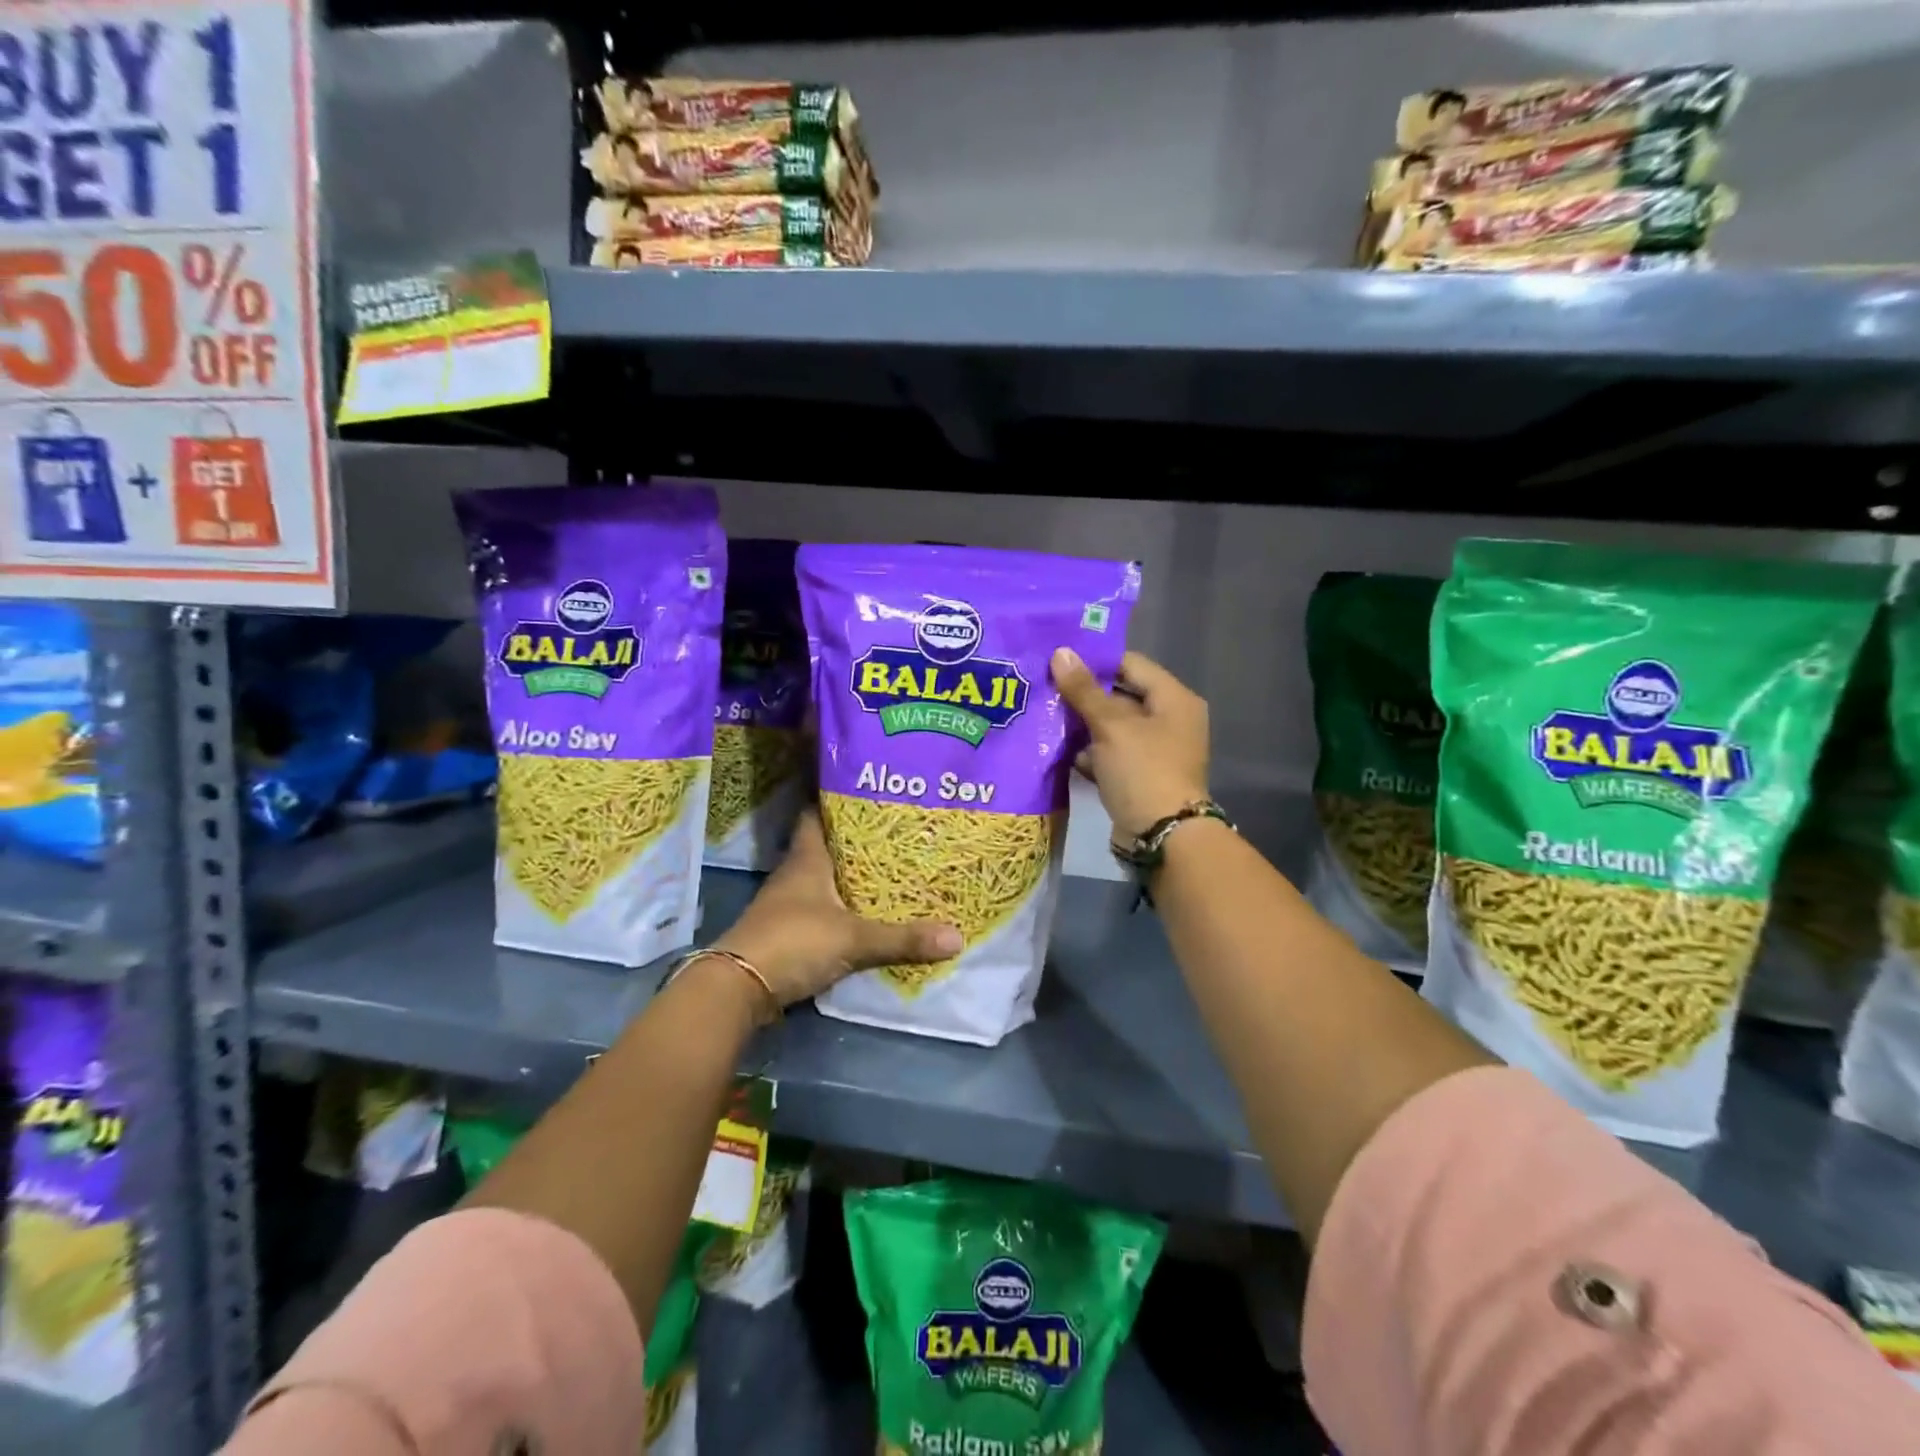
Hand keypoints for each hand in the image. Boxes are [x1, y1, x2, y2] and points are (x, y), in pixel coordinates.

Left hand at [715, 807, 961, 1009]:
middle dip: (855, 841)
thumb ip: (902, 938)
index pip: (816, 815)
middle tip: (895, 832)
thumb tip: (957, 937)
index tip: (866, 791)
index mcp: (806, 859)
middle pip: (825, 848)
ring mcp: (787, 905)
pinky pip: (821, 910)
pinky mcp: (787, 933)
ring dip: (848, 877)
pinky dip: (841, 908)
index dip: (836, 801)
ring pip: (823, 880)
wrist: (738, 988)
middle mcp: (794, 875)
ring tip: (888, 870)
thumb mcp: (854, 939)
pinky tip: (865, 913)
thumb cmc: (794, 941)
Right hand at [1051, 648, 1210, 841]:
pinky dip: (1089, 752)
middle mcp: (1169, 720)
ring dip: (1082, 724)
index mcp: (1173, 699)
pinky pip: (1110, 754)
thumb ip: (1084, 690)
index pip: (1130, 664)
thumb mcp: (1111, 726)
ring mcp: (1155, 751)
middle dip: (1084, 694)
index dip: (1095, 660)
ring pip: (1112, 727)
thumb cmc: (1142, 771)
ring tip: (1044, 714)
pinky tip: (1058, 749)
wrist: (1162, 837)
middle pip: (1120, 696)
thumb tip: (1060, 652)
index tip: (1058, 659)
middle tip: (1044, 685)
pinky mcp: (1139, 776)